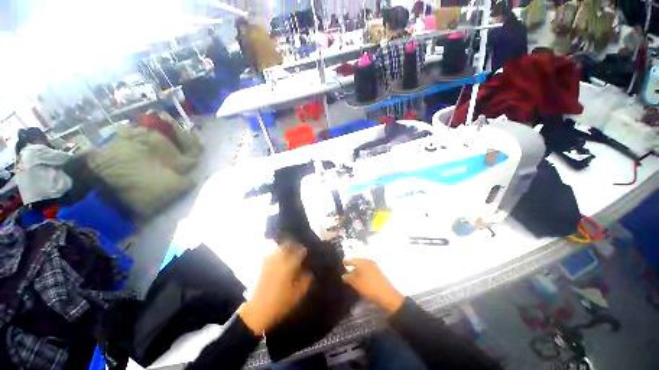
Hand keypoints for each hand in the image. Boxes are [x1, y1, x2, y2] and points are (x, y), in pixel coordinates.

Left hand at [238, 243, 312, 334]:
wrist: (257, 311)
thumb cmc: (279, 303)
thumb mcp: (296, 295)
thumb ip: (305, 282)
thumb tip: (310, 273)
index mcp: (288, 266)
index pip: (298, 252)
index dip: (303, 251)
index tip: (306, 252)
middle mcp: (278, 260)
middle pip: (287, 246)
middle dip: (293, 245)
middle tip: (298, 248)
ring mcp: (268, 262)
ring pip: (278, 248)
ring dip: (284, 247)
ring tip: (288, 250)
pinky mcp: (262, 266)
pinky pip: (270, 254)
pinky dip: (275, 252)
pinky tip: (278, 257)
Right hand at [342, 258, 404, 313]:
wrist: (387, 295)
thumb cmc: (369, 287)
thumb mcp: (356, 283)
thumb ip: (348, 277)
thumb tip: (343, 275)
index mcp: (362, 261)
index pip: (351, 260)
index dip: (346, 262)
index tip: (341, 263)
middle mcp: (368, 261)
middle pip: (357, 262)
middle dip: (351, 266)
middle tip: (345, 270)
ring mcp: (374, 266)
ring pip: (362, 266)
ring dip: (357, 270)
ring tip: (352, 275)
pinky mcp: (378, 272)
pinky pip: (367, 270)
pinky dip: (362, 273)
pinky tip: (360, 278)